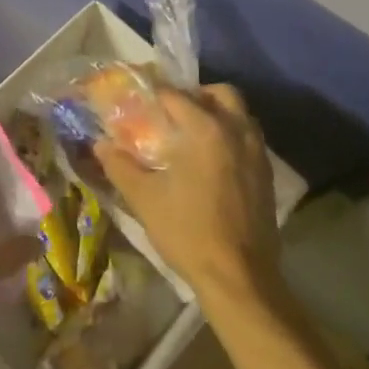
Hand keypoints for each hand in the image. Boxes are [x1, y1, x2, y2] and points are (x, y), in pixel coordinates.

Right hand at [97, 85, 280, 314]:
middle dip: (196, 95)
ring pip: (240, 113)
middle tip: (173, 113)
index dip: (153, 93)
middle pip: (220, 93)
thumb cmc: (187, 232)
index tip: (138, 98)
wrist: (238, 276)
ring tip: (193, 135)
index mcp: (204, 129)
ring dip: (218, 113)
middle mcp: (236, 130)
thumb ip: (120, 166)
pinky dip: (232, 135)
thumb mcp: (144, 199)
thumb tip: (100, 144)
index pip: (175, 95)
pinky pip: (250, 137)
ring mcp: (257, 151)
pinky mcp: (267, 173)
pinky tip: (213, 161)